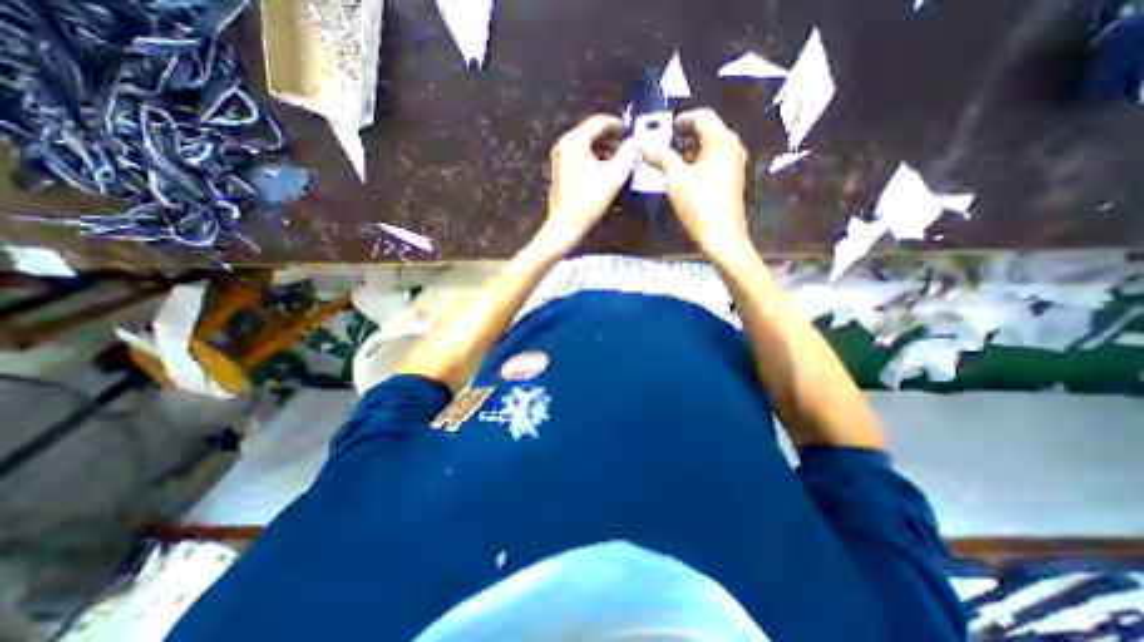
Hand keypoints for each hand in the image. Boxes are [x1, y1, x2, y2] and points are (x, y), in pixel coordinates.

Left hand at [538, 114, 640, 254]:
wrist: (566, 224)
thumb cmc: (589, 198)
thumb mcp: (614, 175)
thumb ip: (627, 155)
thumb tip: (634, 143)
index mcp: (575, 140)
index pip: (598, 122)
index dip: (617, 125)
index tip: (631, 131)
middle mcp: (565, 145)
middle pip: (592, 134)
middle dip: (612, 139)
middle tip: (628, 147)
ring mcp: (561, 159)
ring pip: (587, 147)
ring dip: (605, 151)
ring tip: (620, 161)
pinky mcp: (562, 173)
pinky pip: (581, 158)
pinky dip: (595, 161)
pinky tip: (606, 172)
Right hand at [642, 108, 750, 258]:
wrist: (721, 234)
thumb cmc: (699, 204)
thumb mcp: (676, 179)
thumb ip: (662, 158)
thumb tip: (646, 148)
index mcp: (721, 141)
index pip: (703, 117)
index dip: (683, 119)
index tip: (668, 127)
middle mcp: (731, 147)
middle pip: (707, 131)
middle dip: (685, 136)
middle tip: (665, 144)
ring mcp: (734, 164)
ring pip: (710, 147)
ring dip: (690, 150)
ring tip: (670, 161)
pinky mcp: (731, 179)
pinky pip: (714, 161)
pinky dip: (698, 162)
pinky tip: (683, 175)